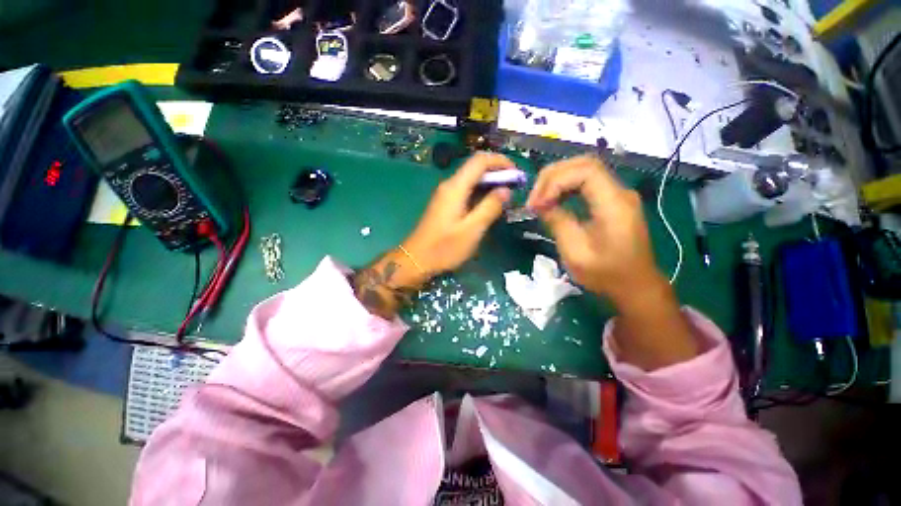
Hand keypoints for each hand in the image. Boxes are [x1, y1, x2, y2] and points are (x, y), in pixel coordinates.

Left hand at [402, 152, 513, 274]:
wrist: (417, 260)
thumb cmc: (444, 248)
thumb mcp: (472, 230)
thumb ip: (490, 207)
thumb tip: (506, 190)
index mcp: (455, 187)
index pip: (480, 160)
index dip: (501, 161)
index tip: (517, 174)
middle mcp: (450, 185)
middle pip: (476, 168)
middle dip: (498, 174)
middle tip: (515, 188)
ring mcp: (446, 195)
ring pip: (472, 180)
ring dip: (490, 185)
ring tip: (506, 198)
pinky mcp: (445, 205)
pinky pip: (466, 192)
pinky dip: (481, 194)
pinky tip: (489, 207)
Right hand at [526, 155, 664, 306]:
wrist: (635, 286)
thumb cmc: (606, 274)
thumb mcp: (576, 253)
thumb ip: (557, 222)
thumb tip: (540, 204)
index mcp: (614, 204)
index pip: (585, 171)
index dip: (556, 181)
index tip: (538, 204)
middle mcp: (619, 192)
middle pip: (584, 163)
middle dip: (552, 177)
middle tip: (533, 199)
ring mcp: (617, 194)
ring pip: (584, 169)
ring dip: (557, 180)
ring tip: (539, 200)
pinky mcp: (612, 200)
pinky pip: (586, 182)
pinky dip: (565, 187)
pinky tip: (553, 200)